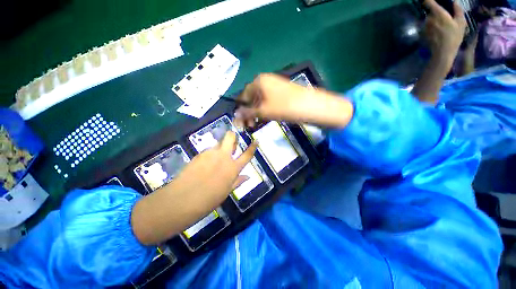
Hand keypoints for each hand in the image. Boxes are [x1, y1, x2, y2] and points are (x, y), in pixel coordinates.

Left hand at [173, 131, 256, 206]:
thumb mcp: (226, 191)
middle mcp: (223, 157)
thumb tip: (247, 176)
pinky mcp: (199, 154)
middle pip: (230, 137)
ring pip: (218, 144)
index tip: (256, 141)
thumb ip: (237, 181)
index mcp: (233, 168)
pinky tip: (205, 164)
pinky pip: (208, 150)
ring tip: (216, 159)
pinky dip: (210, 154)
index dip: (253, 147)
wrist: (182, 200)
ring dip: (220, 148)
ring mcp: (210, 154)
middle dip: (232, 136)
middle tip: (232, 144)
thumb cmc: (208, 200)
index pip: (247, 155)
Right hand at [235, 73, 352, 128]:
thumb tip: (235, 115)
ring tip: (256, 124)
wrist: (311, 106)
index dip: (241, 109)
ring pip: (260, 101)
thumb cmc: (284, 107)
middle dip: (248, 113)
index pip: (243, 95)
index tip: (240, 121)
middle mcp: (265, 81)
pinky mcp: (281, 94)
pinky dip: (265, 111)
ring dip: (256, 113)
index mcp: (259, 81)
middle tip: (249, 126)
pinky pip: (268, 102)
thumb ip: (248, 112)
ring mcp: (274, 87)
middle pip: (252, 98)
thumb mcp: (263, 111)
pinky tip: (264, 119)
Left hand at [423, 0, 466, 63]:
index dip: (428, 0)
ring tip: (440, 28)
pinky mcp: (421, 34)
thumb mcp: (461, 22)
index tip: (431, 0)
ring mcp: (424, 26)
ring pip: (428, 20)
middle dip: (435, 13)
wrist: (442, 52)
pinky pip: (426, 28)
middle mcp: (428, 18)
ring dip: (433, 21)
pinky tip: (436, 33)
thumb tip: (455, 1)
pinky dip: (430, 28)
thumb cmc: (454, 36)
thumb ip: (458, 10)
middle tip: (443, 18)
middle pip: (429, 12)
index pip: (428, 2)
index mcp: (437, 13)